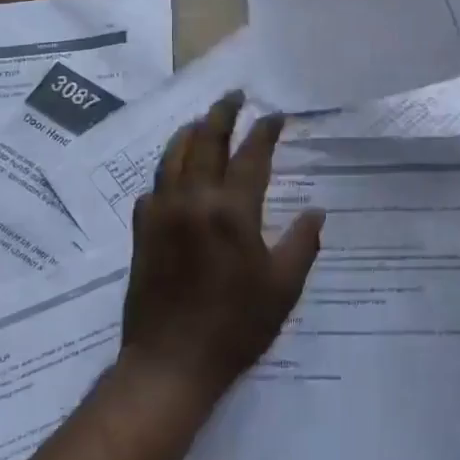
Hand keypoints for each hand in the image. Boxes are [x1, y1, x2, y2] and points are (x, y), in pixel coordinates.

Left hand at [121, 92, 324, 400]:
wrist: (170, 364)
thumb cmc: (235, 326)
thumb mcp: (283, 288)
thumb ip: (302, 244)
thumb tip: (317, 212)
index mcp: (232, 211)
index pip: (252, 155)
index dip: (265, 131)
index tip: (275, 115)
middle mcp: (194, 200)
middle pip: (206, 142)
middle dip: (222, 114)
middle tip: (233, 96)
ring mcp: (162, 213)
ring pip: (173, 157)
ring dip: (190, 133)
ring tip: (202, 121)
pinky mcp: (142, 232)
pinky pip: (154, 187)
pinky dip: (166, 171)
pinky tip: (173, 174)